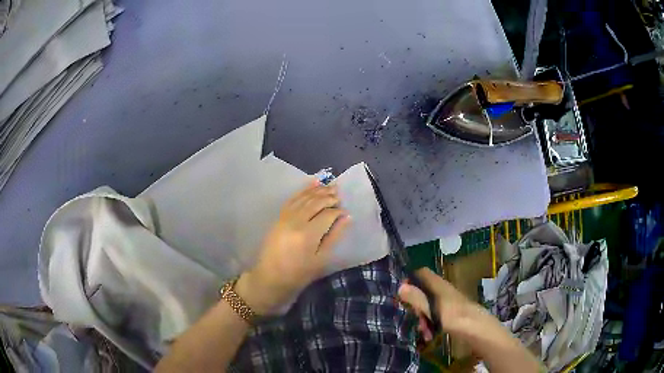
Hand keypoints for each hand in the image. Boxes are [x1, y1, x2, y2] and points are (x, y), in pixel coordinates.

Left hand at [235, 179, 350, 314]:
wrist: (270, 278)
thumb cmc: (299, 274)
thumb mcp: (321, 260)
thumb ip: (334, 236)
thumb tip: (347, 217)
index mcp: (308, 234)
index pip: (327, 214)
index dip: (338, 211)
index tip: (345, 211)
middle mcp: (296, 221)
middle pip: (315, 203)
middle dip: (329, 196)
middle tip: (340, 193)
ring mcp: (285, 217)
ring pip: (304, 198)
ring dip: (318, 190)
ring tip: (330, 186)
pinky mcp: (279, 217)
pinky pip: (292, 199)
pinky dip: (303, 190)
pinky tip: (312, 183)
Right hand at [398, 268, 479, 338]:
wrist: (476, 329)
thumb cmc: (453, 316)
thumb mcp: (431, 308)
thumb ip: (416, 298)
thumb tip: (400, 287)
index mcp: (438, 285)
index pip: (421, 273)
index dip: (410, 280)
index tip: (401, 295)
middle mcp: (442, 290)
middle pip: (423, 292)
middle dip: (416, 305)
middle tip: (414, 318)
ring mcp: (447, 302)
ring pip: (428, 306)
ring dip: (422, 318)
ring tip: (423, 331)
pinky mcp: (451, 313)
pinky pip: (435, 315)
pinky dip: (430, 324)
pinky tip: (430, 335)